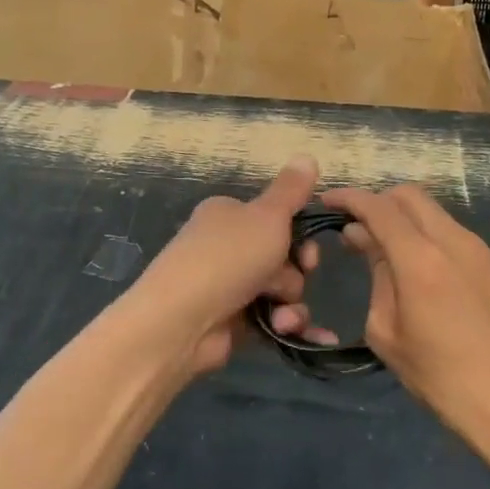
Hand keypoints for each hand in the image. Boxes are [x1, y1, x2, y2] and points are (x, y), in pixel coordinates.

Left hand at [122, 156, 336, 376]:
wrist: (181, 321)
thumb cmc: (227, 258)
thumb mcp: (267, 216)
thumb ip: (291, 190)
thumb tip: (308, 155)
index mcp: (229, 215)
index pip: (276, 218)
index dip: (299, 235)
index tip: (308, 251)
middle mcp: (227, 247)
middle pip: (282, 256)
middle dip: (294, 273)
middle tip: (289, 280)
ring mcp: (228, 286)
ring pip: (280, 291)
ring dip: (291, 304)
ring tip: (282, 316)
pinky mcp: (231, 322)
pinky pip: (272, 320)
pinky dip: (286, 326)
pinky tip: (295, 333)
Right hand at [324, 184, 489, 469]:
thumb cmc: (442, 378)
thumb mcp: (387, 332)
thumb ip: (376, 275)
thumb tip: (363, 239)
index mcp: (421, 259)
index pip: (378, 207)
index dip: (349, 198)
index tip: (327, 202)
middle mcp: (453, 241)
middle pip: (408, 195)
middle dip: (378, 201)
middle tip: (356, 227)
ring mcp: (479, 250)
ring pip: (433, 211)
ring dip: (404, 218)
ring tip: (384, 249)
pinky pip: (451, 232)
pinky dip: (426, 234)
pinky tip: (418, 267)